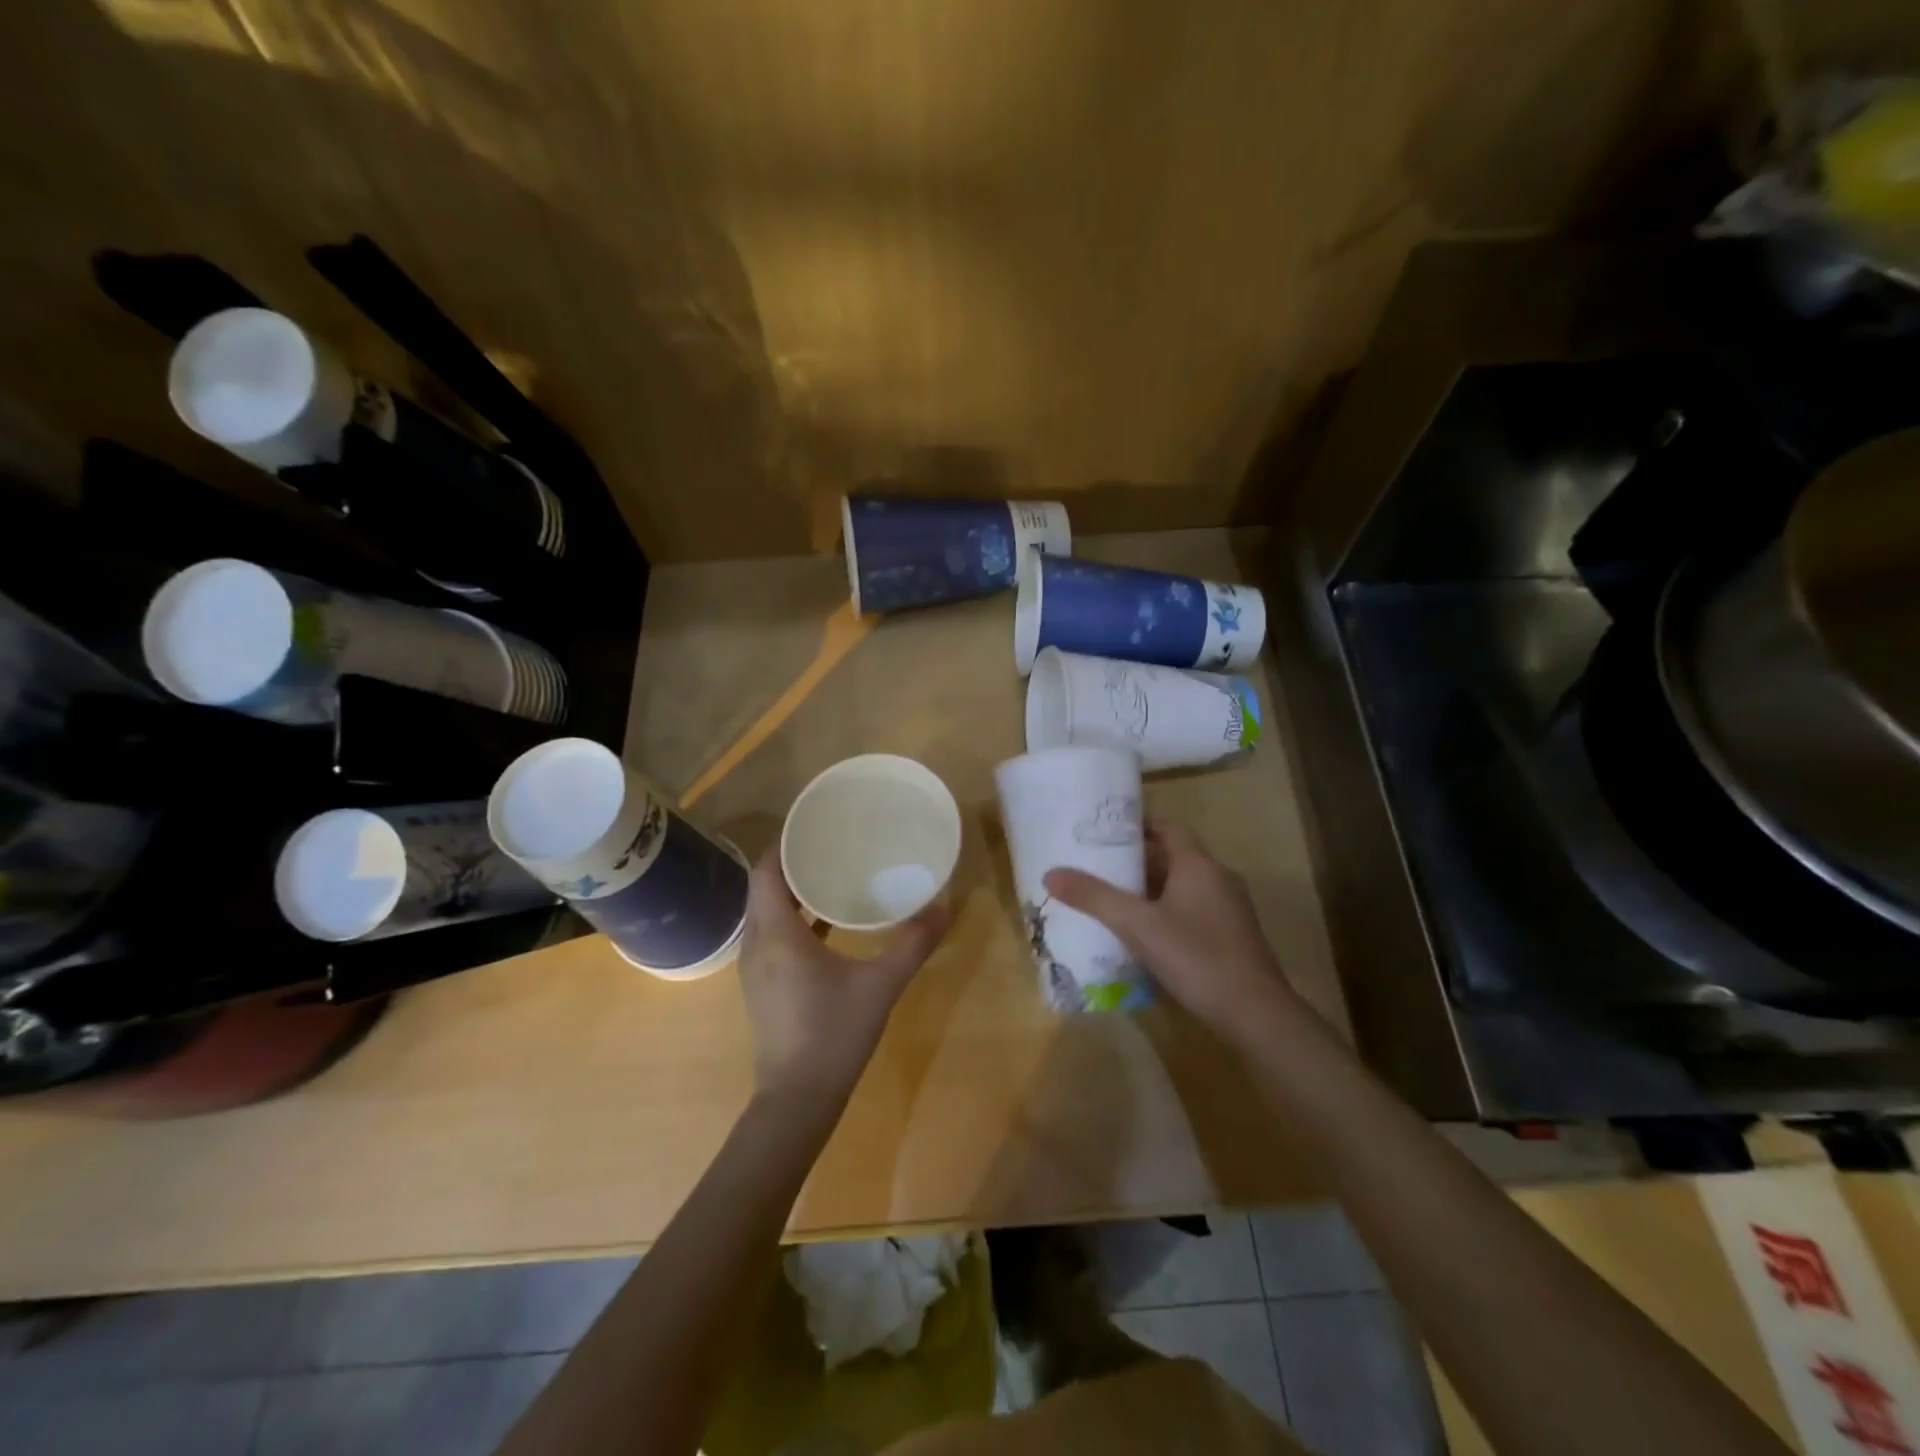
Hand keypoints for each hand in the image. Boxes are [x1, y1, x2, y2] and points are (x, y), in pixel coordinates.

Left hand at [737, 850, 949, 1104]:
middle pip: (765, 887)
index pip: (767, 870)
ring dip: (792, 891)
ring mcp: (756, 967)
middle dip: (793, 863)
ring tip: (832, 874)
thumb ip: (912, 944)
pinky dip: (794, 918)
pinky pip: (773, 934)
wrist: (797, 1101)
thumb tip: (944, 907)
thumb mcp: (880, 985)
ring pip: (767, 912)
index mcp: (777, 934)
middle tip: (832, 845)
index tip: (815, 827)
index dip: (785, 844)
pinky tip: (828, 923)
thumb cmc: (834, 1034)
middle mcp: (757, 943)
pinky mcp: (763, 985)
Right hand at [1044, 821, 1293, 1035]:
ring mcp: (1229, 910)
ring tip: (1112, 900)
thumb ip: (1094, 898)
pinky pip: (1193, 911)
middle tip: (1099, 868)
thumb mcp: (1137, 925)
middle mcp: (1218, 879)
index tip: (1107, 832)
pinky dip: (1166, 913)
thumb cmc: (1196, 956)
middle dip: (1137, 862)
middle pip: (1174, 858)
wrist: (1254, 1014)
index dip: (1140, 826)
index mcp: (1199, 865)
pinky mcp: (1232, 937)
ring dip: (1151, 890)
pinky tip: (1143, 935)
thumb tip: (1051, 874)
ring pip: (1183, 887)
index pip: (1169, 828)